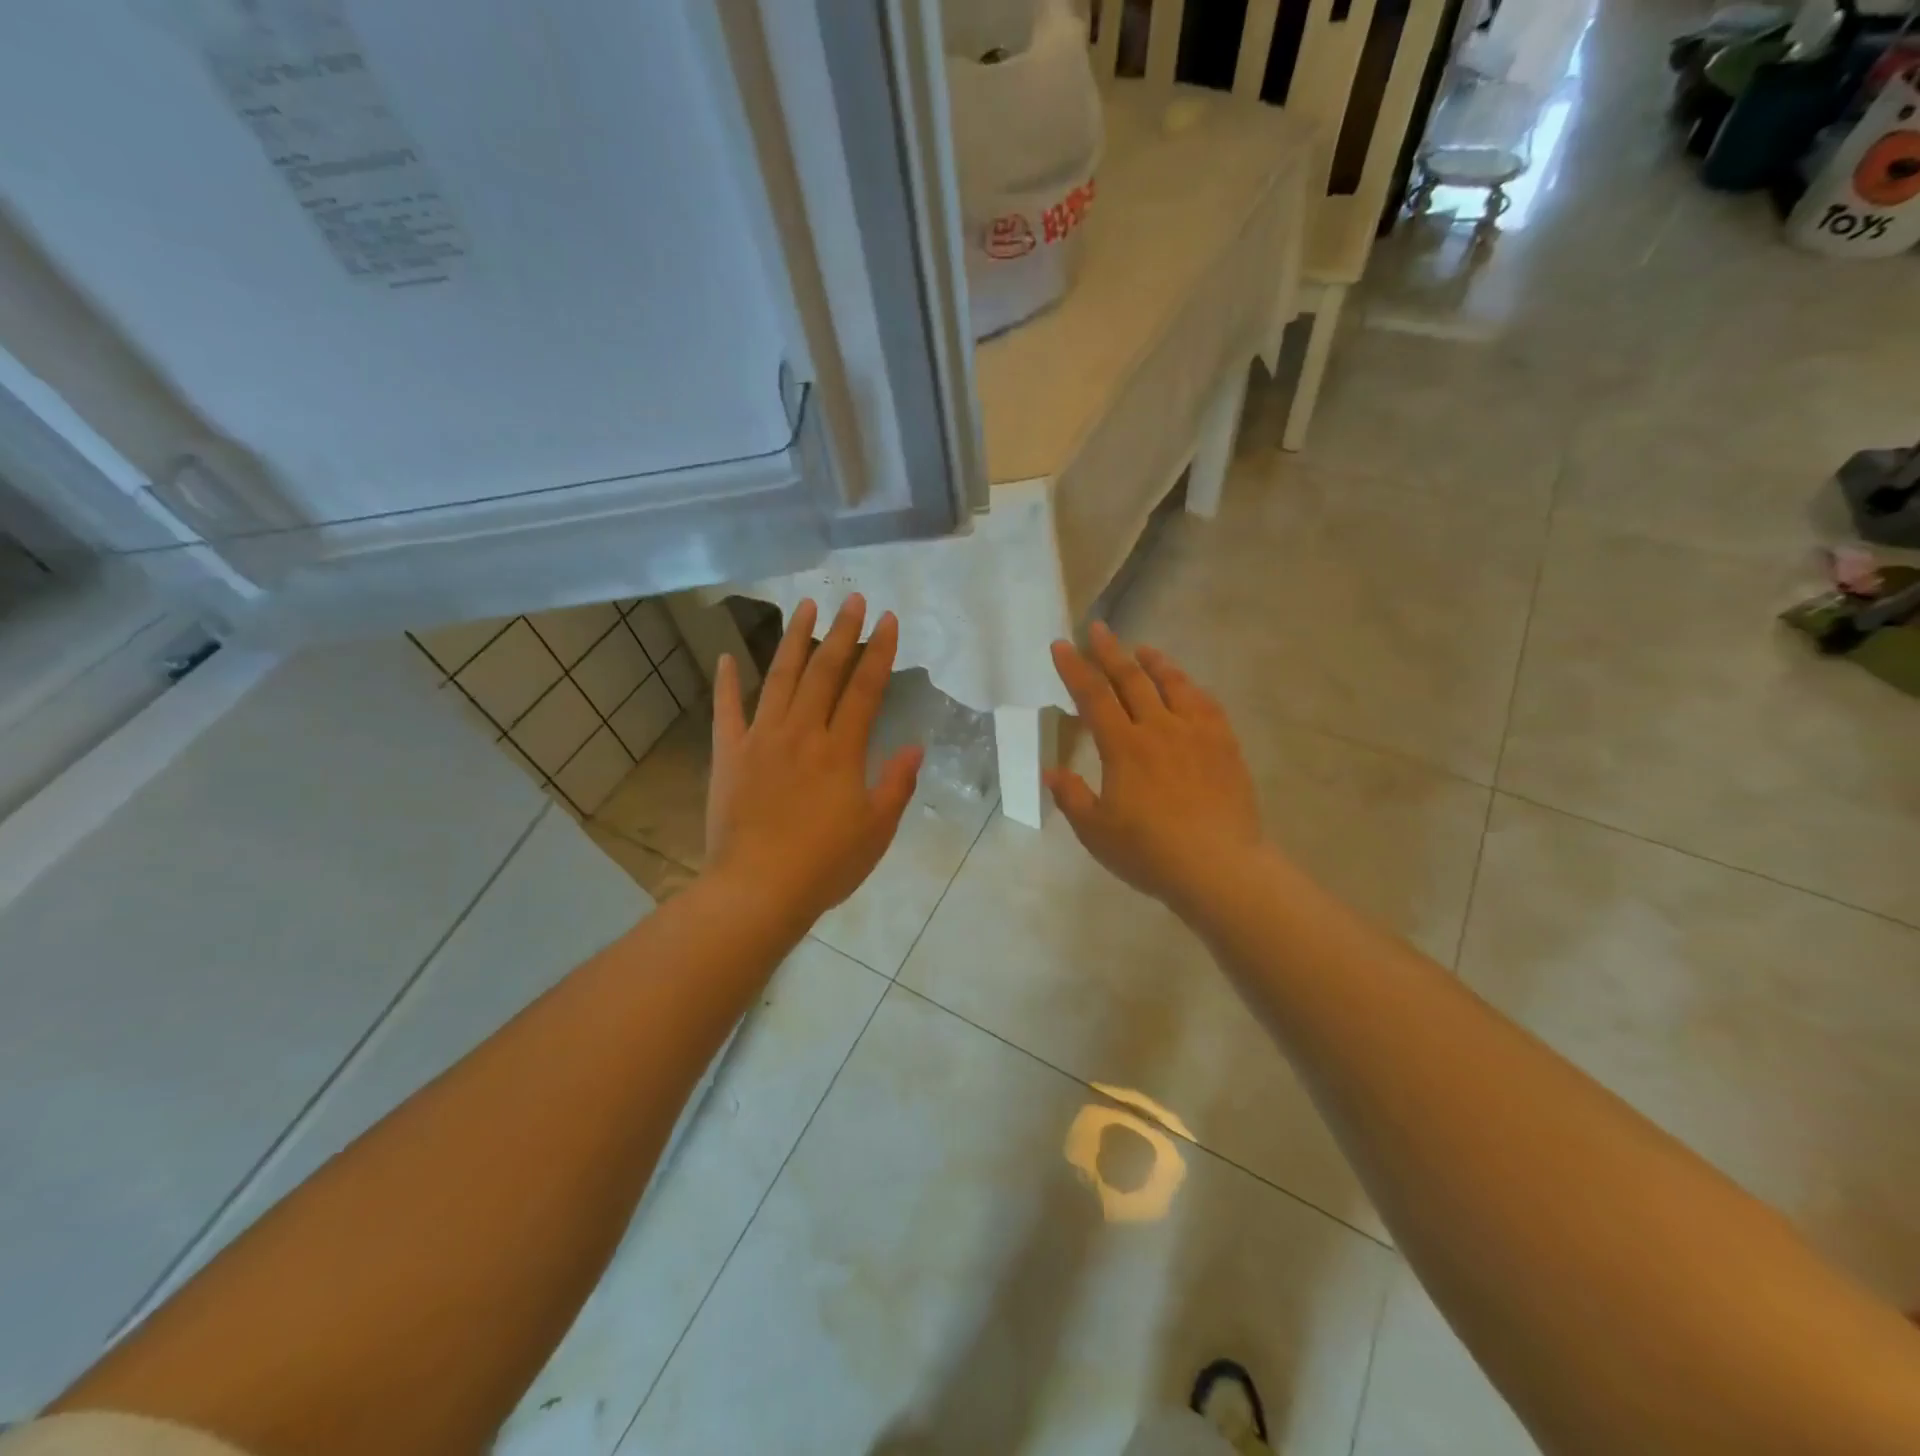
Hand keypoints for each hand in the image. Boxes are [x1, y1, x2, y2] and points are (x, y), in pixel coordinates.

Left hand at [706, 595, 922, 925]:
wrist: (757, 889)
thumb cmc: (825, 864)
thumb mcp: (876, 830)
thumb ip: (897, 784)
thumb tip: (915, 746)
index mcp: (841, 750)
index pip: (865, 689)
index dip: (879, 651)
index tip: (888, 619)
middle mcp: (802, 732)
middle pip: (824, 671)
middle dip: (842, 632)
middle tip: (854, 599)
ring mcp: (761, 739)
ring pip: (779, 678)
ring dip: (793, 640)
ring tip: (805, 607)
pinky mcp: (729, 754)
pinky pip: (726, 710)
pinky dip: (726, 682)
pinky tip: (726, 656)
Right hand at [1046, 623, 1262, 918]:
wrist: (1219, 867)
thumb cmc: (1150, 853)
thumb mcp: (1096, 832)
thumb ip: (1072, 798)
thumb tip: (1051, 772)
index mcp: (1123, 747)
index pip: (1093, 696)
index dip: (1074, 669)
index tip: (1061, 645)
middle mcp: (1158, 728)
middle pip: (1131, 679)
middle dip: (1110, 652)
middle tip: (1098, 628)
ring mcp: (1196, 733)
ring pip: (1172, 684)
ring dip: (1153, 662)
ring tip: (1142, 649)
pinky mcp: (1224, 745)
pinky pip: (1206, 704)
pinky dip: (1191, 687)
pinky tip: (1187, 687)